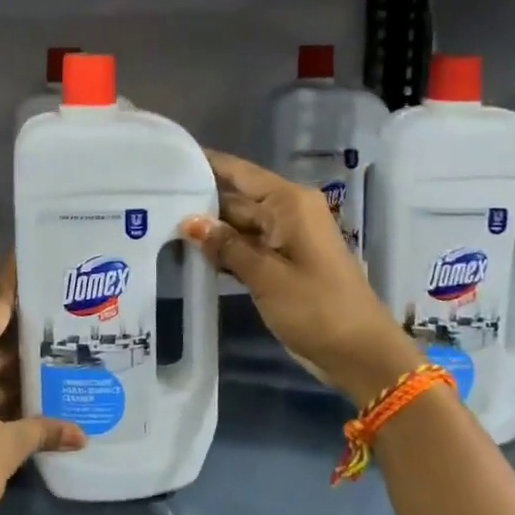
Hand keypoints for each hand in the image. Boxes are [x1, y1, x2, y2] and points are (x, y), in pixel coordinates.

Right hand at [182, 149, 420, 405]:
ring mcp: (286, 238)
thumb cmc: (317, 308)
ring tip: (161, 225)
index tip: (168, 159)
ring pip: (239, 224)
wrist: (361, 355)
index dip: (206, 164)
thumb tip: (189, 221)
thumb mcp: (266, 276)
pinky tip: (192, 255)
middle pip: (236, 198)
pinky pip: (248, 246)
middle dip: (200, 202)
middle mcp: (287, 211)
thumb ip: (226, 246)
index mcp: (289, 202)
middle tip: (152, 201)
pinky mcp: (283, 263)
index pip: (239, 172)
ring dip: (209, 230)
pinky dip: (225, 251)